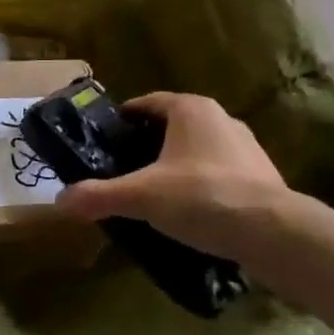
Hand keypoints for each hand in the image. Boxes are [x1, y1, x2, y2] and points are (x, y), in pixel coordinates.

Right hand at [54, 92, 290, 261]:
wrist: (273, 231)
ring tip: (159, 193)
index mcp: (190, 109)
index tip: (109, 138)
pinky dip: (204, 184)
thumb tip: (60, 201)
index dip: (127, 119)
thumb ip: (101, 195)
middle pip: (175, 125)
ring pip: (200, 148)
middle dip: (151, 144)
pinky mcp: (263, 174)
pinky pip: (222, 172)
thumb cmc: (202, 196)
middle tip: (128, 168)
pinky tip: (194, 212)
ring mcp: (246, 145)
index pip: (149, 103)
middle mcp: (220, 117)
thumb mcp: (143, 196)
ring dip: (179, 164)